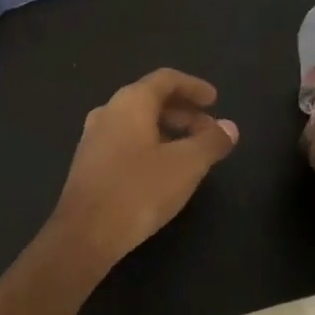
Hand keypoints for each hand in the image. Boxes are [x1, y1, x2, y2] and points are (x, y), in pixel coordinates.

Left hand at [50, 69, 238, 267]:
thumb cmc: (139, 190)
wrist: (85, 235)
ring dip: (168, 130)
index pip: (166, 79)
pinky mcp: (88, 164)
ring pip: (137, 122)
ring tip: (191, 152)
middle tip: (209, 131)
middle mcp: (108, 112)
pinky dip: (150, 145)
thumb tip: (230, 127)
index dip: (194, 86)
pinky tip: (163, 171)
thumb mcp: (186, 165)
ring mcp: (93, 138)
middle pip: (151, 100)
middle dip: (184, 112)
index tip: (215, 100)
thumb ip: (211, 141)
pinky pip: (125, 141)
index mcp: (131, 102)